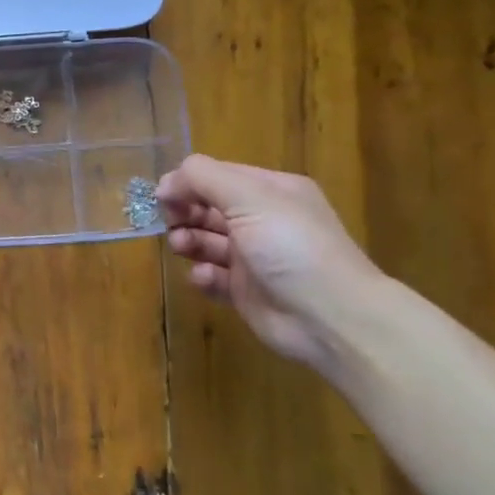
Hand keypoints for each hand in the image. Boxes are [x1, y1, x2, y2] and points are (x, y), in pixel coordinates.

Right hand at [156, 155, 382, 373]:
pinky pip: (212, 276)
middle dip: (184, 213)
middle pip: (207, 208)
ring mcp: (254, 257)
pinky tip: (206, 277)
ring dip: (188, 241)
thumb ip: (202, 179)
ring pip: (205, 241)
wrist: (330, 318)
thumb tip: (165, 183)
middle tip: (172, 224)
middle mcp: (262, 220)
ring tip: (183, 249)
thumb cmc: (291, 247)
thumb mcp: (249, 198)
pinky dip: (203, 275)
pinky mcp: (245, 290)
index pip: (217, 176)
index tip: (164, 197)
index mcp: (271, 192)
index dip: (188, 183)